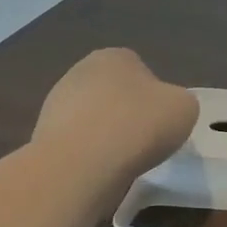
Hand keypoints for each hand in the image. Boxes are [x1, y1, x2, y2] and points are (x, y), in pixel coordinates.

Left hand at [33, 48, 197, 181]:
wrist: (80, 166)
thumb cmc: (138, 126)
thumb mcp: (185, 108)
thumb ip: (178, 102)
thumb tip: (165, 110)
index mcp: (115, 56)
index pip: (140, 70)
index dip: (154, 97)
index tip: (160, 122)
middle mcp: (80, 71)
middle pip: (114, 93)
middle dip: (127, 114)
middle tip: (144, 141)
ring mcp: (56, 103)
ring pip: (93, 119)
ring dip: (106, 135)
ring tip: (121, 161)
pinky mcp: (42, 135)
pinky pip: (77, 143)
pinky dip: (88, 155)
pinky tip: (99, 170)